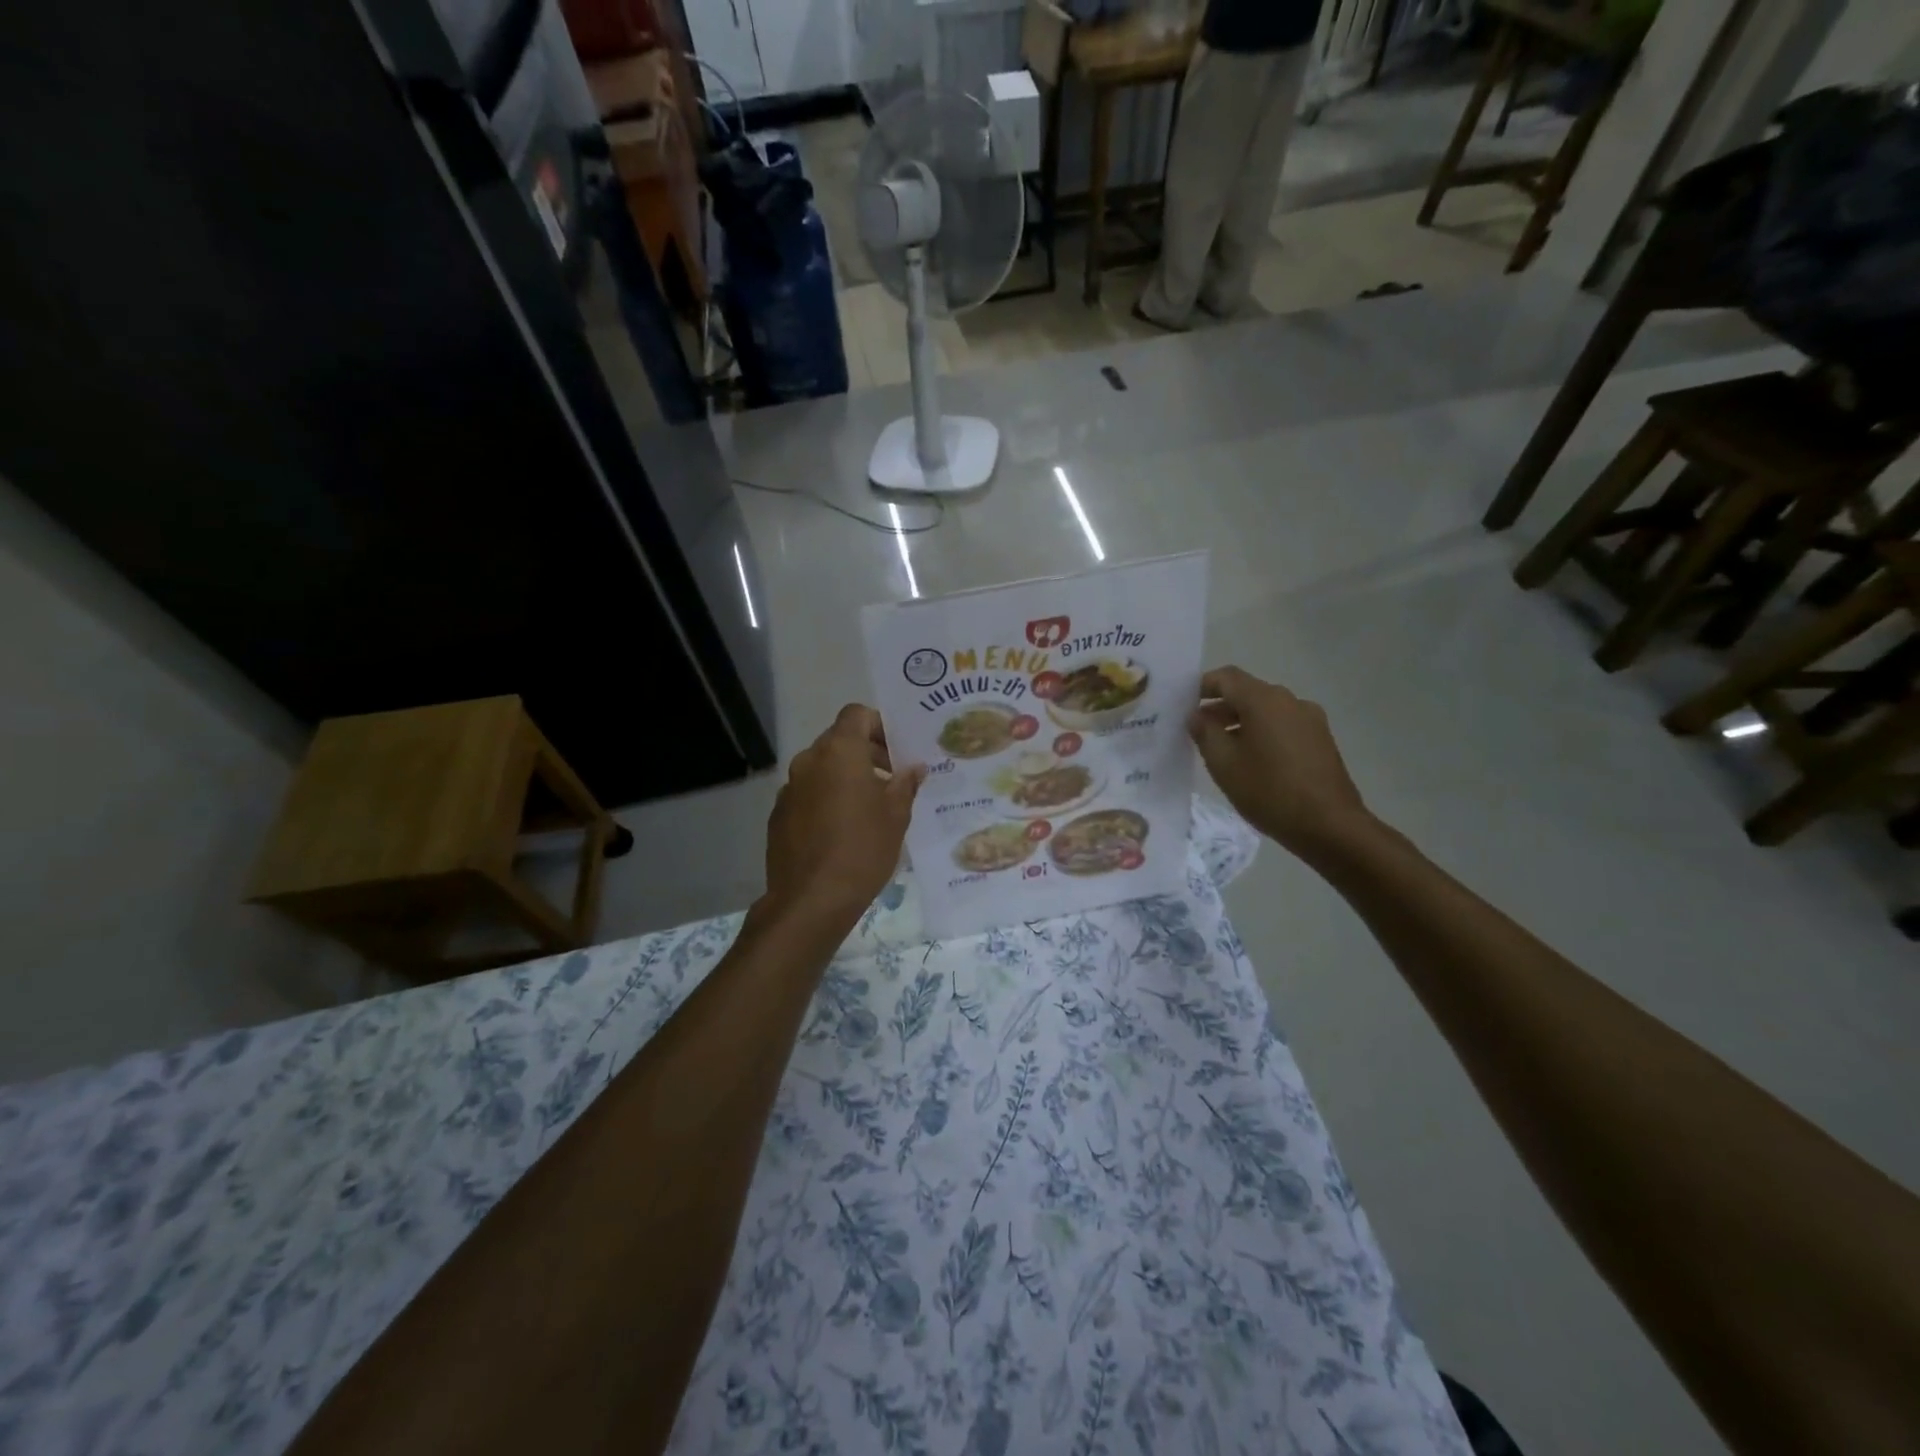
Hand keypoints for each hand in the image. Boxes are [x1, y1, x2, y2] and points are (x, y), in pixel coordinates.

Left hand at [763, 705, 925, 927]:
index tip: (897, 752)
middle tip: (891, 780)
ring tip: (868, 809)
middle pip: (839, 740)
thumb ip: (905, 784)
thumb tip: (913, 768)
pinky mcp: (779, 814)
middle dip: (866, 753)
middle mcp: (809, 761)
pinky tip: (841, 831)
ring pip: (822, 769)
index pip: (857, 714)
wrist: (811, 899)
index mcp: (839, 752)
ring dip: (845, 778)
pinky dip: (825, 800)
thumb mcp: (896, 816)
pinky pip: (808, 794)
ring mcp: (789, 788)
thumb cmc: (863, 849)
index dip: (879, 725)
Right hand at [1188, 666, 1371, 861]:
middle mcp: (1289, 700)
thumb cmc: (1269, 791)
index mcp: (1264, 700)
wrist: (1330, 825)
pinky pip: (1283, 726)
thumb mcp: (1223, 763)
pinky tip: (1253, 762)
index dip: (1201, 687)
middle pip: (1247, 692)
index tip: (1184, 706)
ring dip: (1241, 722)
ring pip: (1266, 711)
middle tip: (1197, 732)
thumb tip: (1198, 715)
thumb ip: (1205, 732)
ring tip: (1223, 751)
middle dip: (1220, 708)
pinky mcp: (1321, 740)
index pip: (1226, 677)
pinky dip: (1263, 733)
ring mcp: (1310, 719)